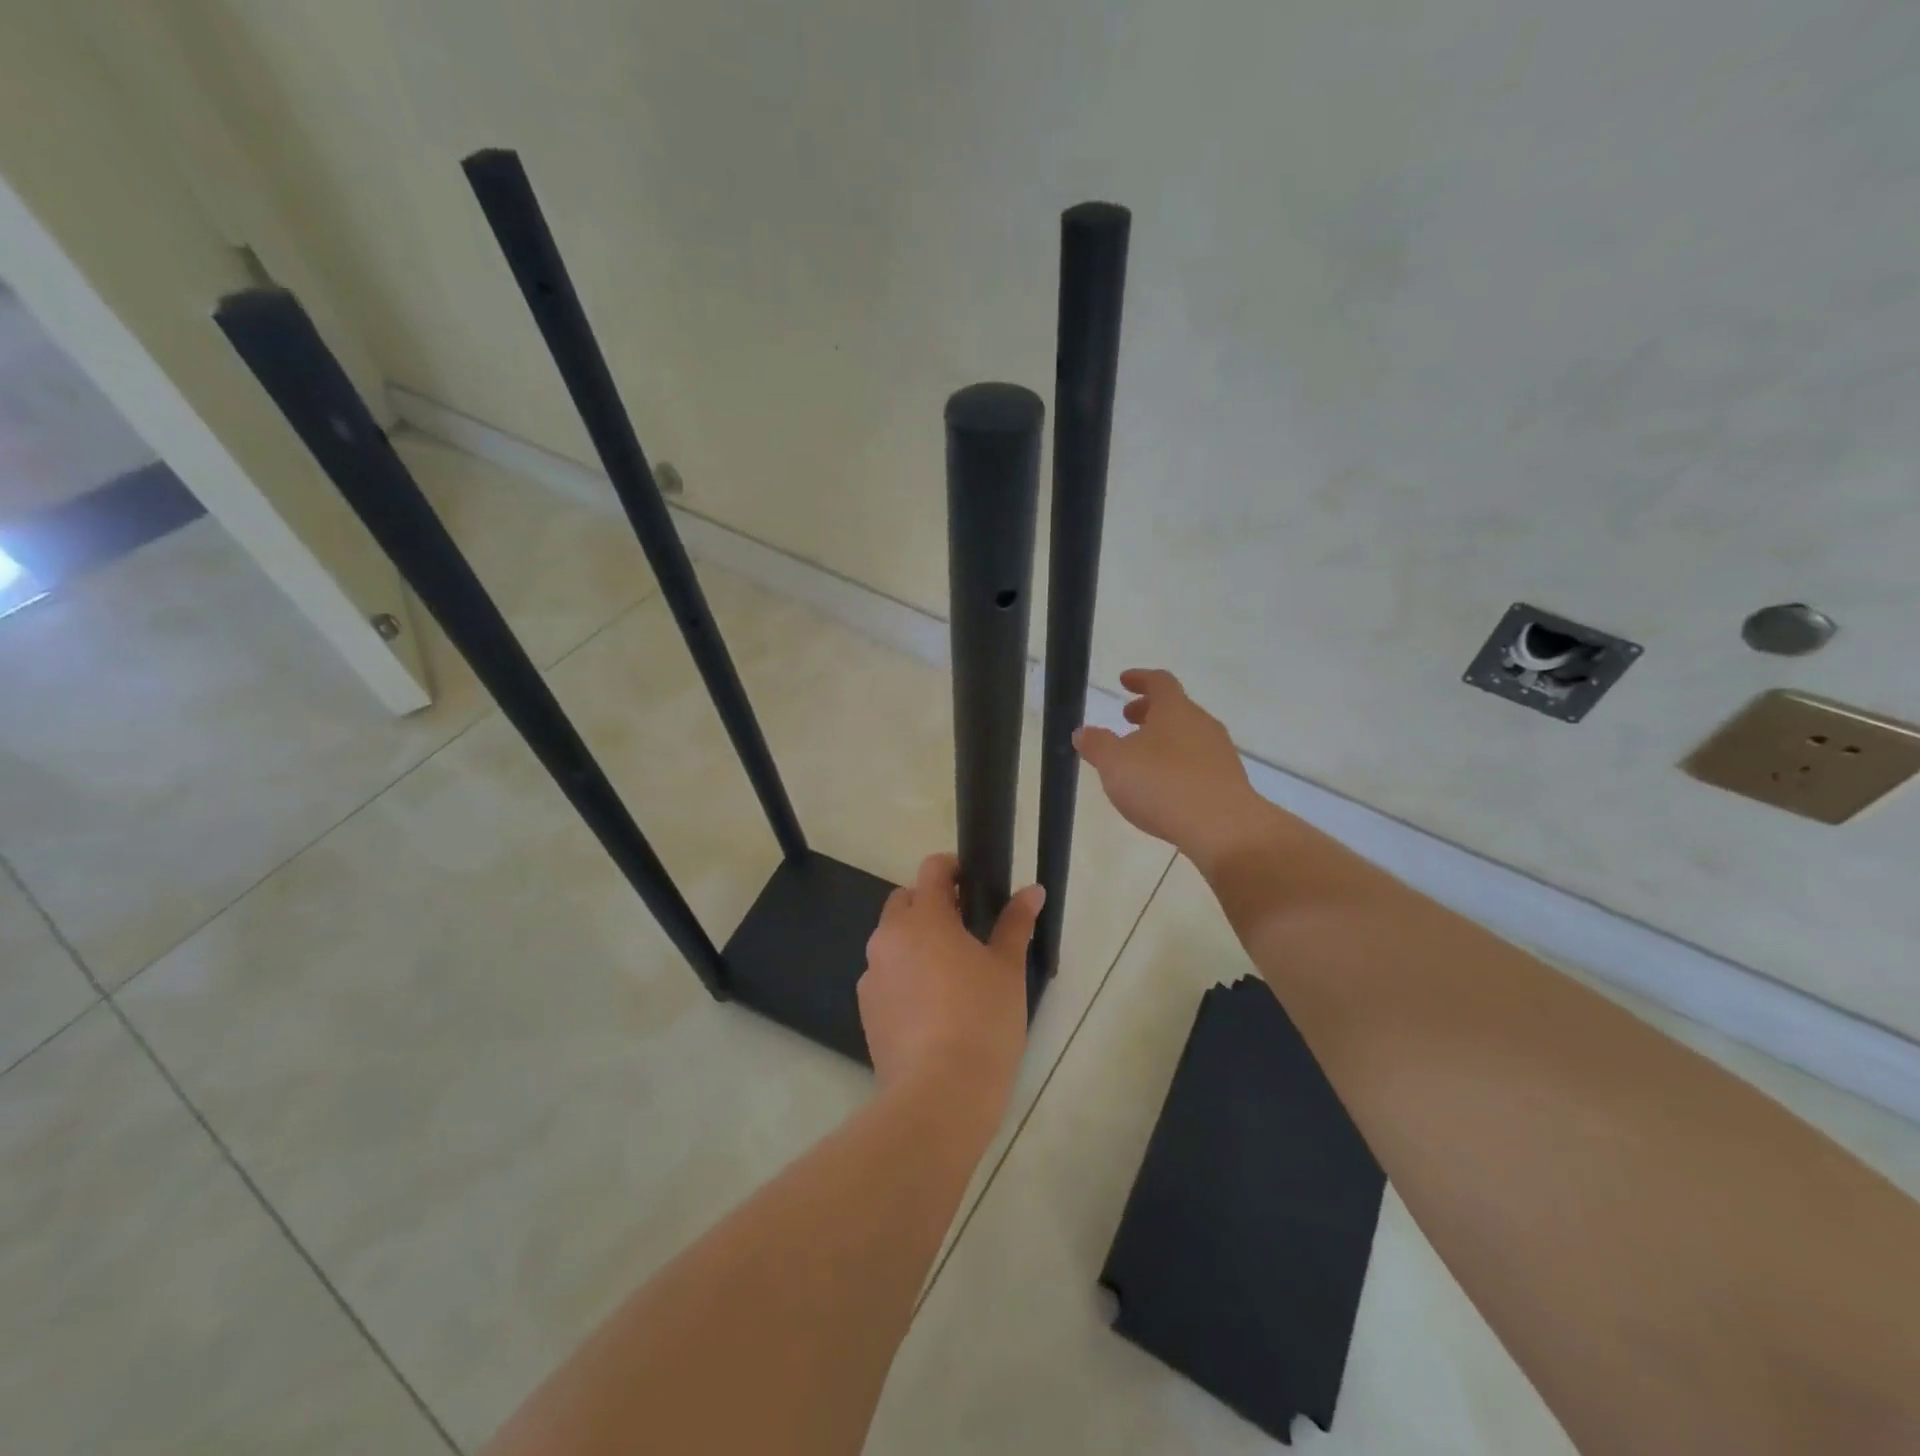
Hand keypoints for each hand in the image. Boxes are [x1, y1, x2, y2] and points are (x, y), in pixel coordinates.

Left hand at [858, 853, 1042, 1118]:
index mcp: (923, 918)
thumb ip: (1015, 923)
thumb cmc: (982, 1020)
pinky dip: (903, 976)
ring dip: (915, 942)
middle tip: (966, 929)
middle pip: (905, 902)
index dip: (953, 868)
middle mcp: (888, 938)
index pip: (932, 869)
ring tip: (949, 972)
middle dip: (931, 905)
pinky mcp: (866, 1010)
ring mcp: (871, 975)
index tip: (975, 884)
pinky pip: (885, 976)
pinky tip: (930, 1007)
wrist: (939, 1094)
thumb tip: (1032, 890)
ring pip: (892, 941)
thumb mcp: (1007, 969)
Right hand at [1074, 668, 1274, 871]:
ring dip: (1163, 739)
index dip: (1140, 679)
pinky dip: (1177, 764)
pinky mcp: (1228, 781)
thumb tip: (1083, 732)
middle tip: (1127, 719)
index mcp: (1175, 710)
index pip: (1159, 682)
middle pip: (1175, 708)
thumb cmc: (1162, 784)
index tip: (1124, 681)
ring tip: (1141, 758)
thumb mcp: (1115, 763)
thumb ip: (1097, 745)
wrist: (1222, 827)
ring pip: (1188, 735)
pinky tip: (1164, 786)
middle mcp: (1201, 724)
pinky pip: (1198, 762)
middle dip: (1149, 711)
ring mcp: (1219, 753)